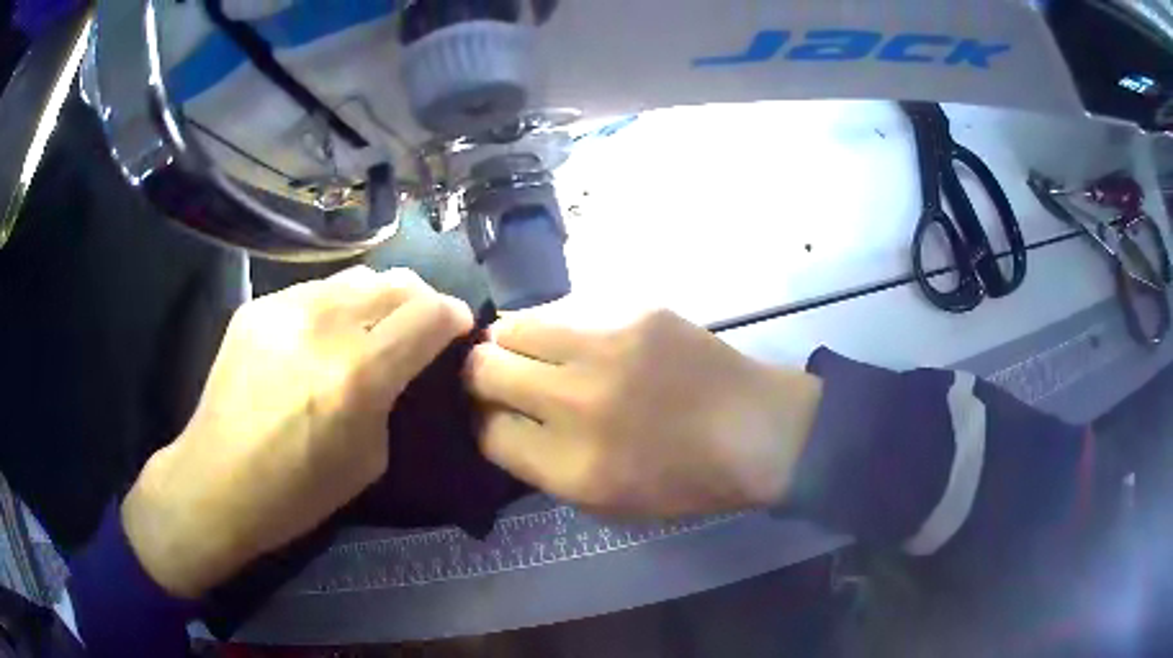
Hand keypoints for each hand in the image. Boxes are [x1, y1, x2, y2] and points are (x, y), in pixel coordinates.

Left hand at [122, 267, 472, 597]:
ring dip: (378, 299)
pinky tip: (319, 337)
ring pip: (357, 275)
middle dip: (422, 301)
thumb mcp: (369, 458)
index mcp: (358, 374)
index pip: (430, 313)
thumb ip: (393, 398)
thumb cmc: (297, 491)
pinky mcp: (258, 305)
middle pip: (398, 281)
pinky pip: (315, 290)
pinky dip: (334, 306)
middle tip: (417, 329)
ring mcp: (285, 307)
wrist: (216, 482)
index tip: (456, 331)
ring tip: (368, 328)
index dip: (454, 317)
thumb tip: (404, 363)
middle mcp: (324, 325)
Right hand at [465, 310, 821, 517]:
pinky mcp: (632, 311)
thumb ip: (541, 466)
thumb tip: (502, 420)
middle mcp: (577, 402)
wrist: (755, 429)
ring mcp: (605, 348)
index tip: (493, 416)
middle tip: (500, 379)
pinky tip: (584, 342)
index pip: (485, 430)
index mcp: (571, 465)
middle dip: (479, 376)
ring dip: (510, 342)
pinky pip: (565, 310)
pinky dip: (558, 328)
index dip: (481, 422)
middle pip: (484, 368)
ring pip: (512, 325)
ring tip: (534, 353)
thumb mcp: (604, 502)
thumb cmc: (684, 480)